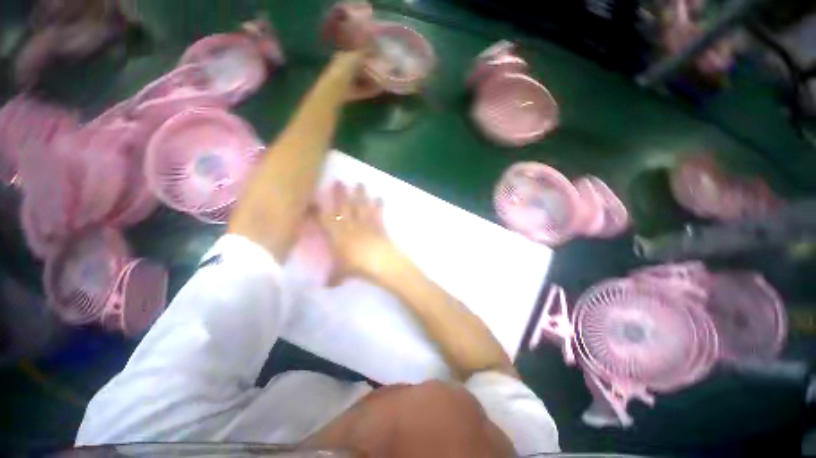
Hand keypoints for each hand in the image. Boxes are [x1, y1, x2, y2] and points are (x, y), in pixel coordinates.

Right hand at [316, 182, 400, 285]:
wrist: (380, 262)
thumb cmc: (357, 267)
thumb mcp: (342, 274)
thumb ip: (333, 278)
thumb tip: (325, 288)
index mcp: (337, 235)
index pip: (323, 219)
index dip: (316, 209)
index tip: (312, 199)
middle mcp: (350, 225)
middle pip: (343, 206)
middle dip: (340, 193)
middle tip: (339, 181)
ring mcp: (365, 223)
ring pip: (360, 205)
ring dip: (360, 194)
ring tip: (359, 183)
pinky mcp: (379, 224)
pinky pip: (378, 212)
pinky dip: (379, 204)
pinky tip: (380, 197)